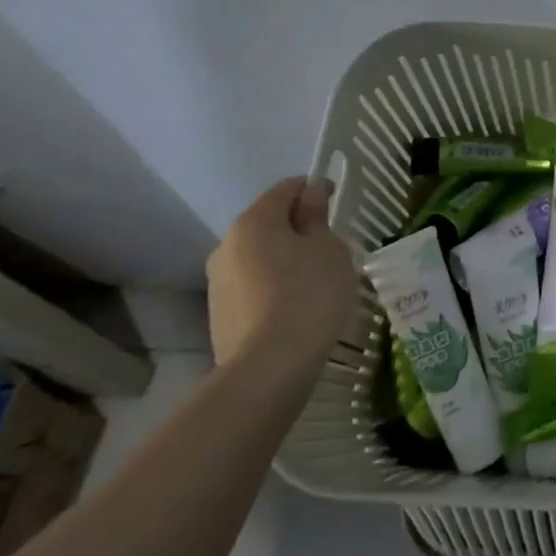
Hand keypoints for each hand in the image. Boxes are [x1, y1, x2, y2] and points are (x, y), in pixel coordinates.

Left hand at [206, 178, 358, 367]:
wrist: (270, 366)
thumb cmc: (309, 294)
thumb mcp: (329, 248)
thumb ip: (317, 218)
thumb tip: (311, 195)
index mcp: (254, 221)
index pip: (286, 188)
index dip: (314, 190)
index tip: (337, 204)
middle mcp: (226, 245)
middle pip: (268, 223)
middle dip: (298, 228)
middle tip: (331, 248)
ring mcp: (218, 282)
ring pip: (259, 257)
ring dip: (284, 259)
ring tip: (315, 281)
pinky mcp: (220, 315)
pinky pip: (253, 286)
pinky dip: (274, 287)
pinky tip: (296, 307)